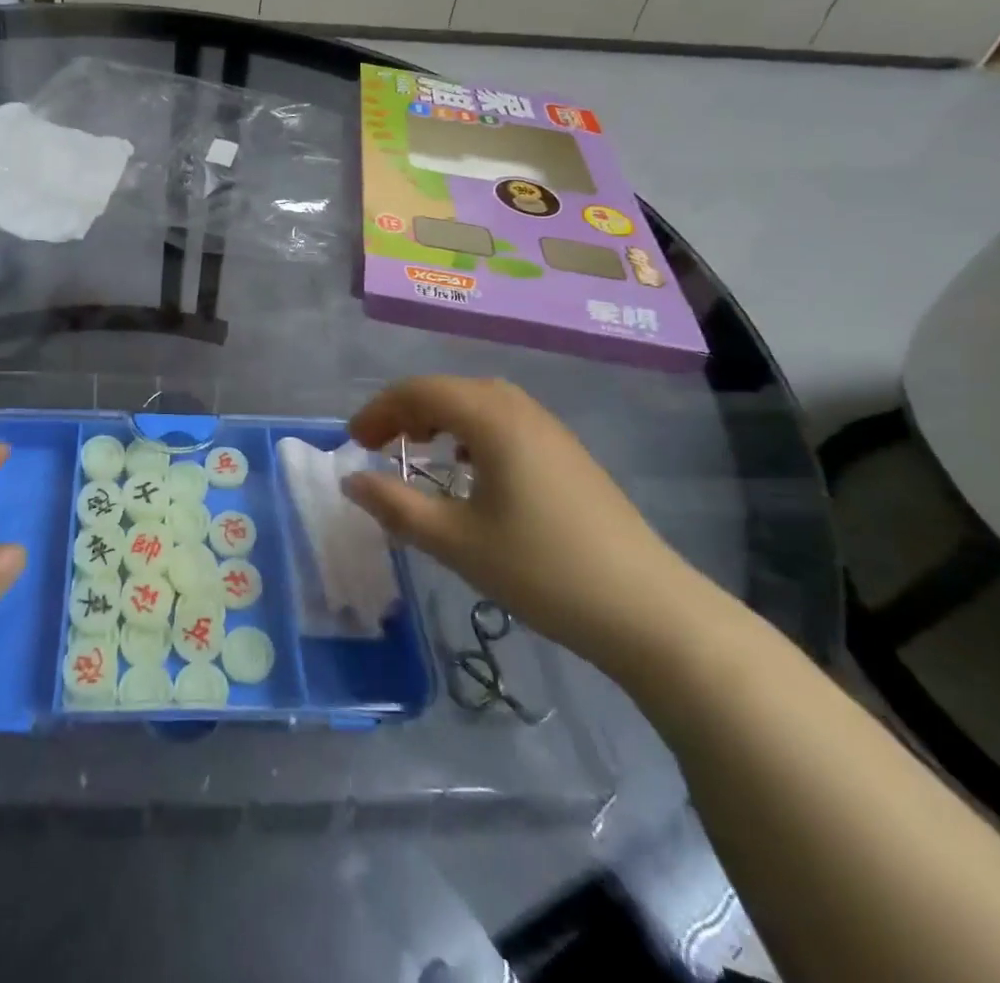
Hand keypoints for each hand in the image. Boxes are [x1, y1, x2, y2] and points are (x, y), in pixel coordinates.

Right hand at [343, 377, 697, 663]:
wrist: (648, 610)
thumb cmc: (542, 570)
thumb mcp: (455, 541)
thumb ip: (395, 505)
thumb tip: (352, 479)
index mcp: (492, 419)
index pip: (419, 391)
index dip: (379, 410)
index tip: (353, 443)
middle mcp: (521, 409)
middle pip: (448, 389)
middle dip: (405, 412)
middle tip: (379, 447)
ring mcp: (550, 429)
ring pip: (478, 403)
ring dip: (439, 418)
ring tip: (418, 451)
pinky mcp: (567, 454)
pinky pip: (504, 422)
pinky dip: (470, 432)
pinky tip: (471, 470)